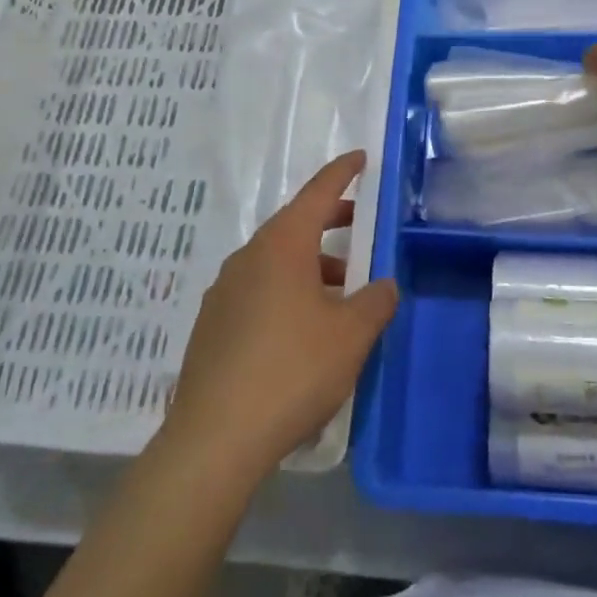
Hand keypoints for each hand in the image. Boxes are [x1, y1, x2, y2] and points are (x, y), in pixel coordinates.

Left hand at [162, 151, 397, 482]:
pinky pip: (257, 290)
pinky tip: (303, 328)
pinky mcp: (212, 325)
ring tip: (341, 292)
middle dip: (329, 220)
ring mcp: (224, 291)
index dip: (342, 173)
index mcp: (282, 246)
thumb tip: (384, 285)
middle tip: (359, 224)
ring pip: (275, 261)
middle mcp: (248, 258)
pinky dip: (287, 291)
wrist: (215, 438)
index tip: (360, 158)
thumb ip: (375, 302)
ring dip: (310, 264)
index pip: (317, 193)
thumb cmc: (292, 371)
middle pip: (294, 225)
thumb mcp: (351, 335)